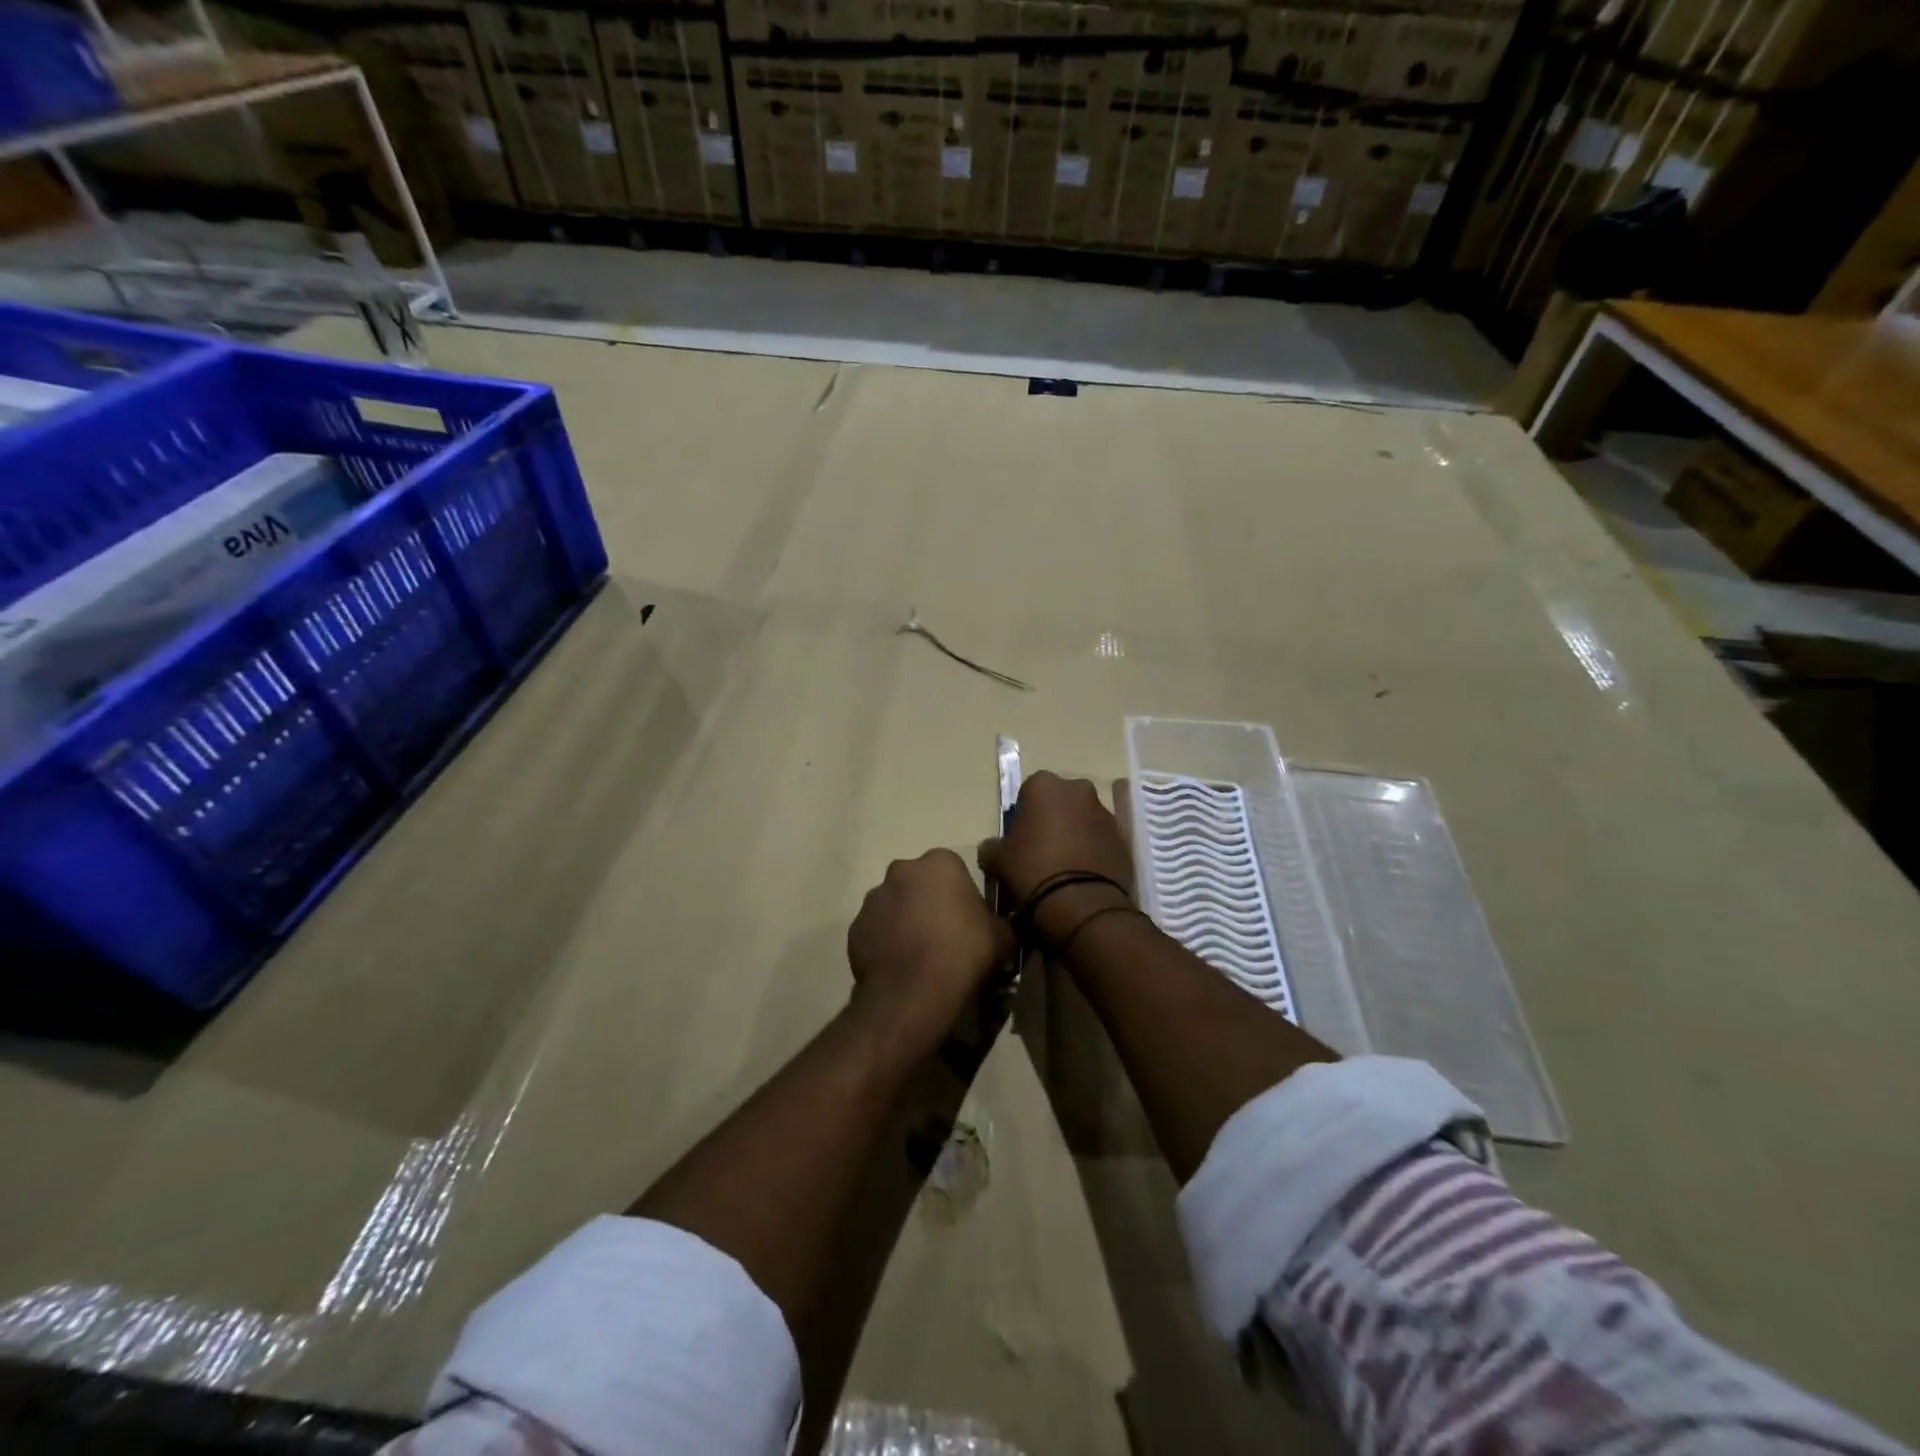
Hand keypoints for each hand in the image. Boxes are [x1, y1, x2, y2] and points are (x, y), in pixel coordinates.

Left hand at [846, 849, 1014, 1067]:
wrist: (913, 993)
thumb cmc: (963, 954)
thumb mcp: (1003, 938)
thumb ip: (1000, 924)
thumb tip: (998, 929)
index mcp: (940, 862)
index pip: (954, 870)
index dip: (961, 896)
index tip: (968, 922)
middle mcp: (901, 870)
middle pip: (919, 883)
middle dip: (928, 902)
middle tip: (944, 936)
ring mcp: (873, 898)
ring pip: (895, 905)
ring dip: (905, 921)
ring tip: (920, 956)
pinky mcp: (855, 927)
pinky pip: (876, 931)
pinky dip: (886, 943)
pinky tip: (900, 967)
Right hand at [977, 772, 1134, 943]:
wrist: (1079, 902)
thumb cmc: (1032, 869)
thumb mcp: (997, 859)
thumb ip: (992, 846)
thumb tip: (991, 848)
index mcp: (1044, 785)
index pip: (1029, 792)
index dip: (1024, 815)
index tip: (1020, 838)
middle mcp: (1078, 790)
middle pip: (1061, 801)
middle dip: (1053, 818)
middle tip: (1042, 849)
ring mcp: (1105, 812)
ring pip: (1083, 818)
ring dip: (1075, 833)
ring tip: (1064, 866)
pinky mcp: (1123, 837)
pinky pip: (1101, 839)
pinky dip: (1093, 850)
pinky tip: (1082, 874)